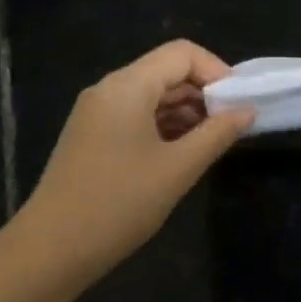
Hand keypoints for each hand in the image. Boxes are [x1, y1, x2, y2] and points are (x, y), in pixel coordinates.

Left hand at [16, 40, 253, 283]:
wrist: (53, 248)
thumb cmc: (120, 204)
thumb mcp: (178, 169)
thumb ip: (217, 134)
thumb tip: (247, 111)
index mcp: (127, 86)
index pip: (182, 53)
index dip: (217, 71)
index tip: (239, 104)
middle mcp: (108, 89)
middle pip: (165, 71)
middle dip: (203, 93)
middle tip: (231, 127)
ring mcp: (95, 113)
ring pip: (150, 95)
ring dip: (184, 112)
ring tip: (211, 143)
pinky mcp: (90, 136)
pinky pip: (134, 116)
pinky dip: (162, 126)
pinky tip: (181, 153)